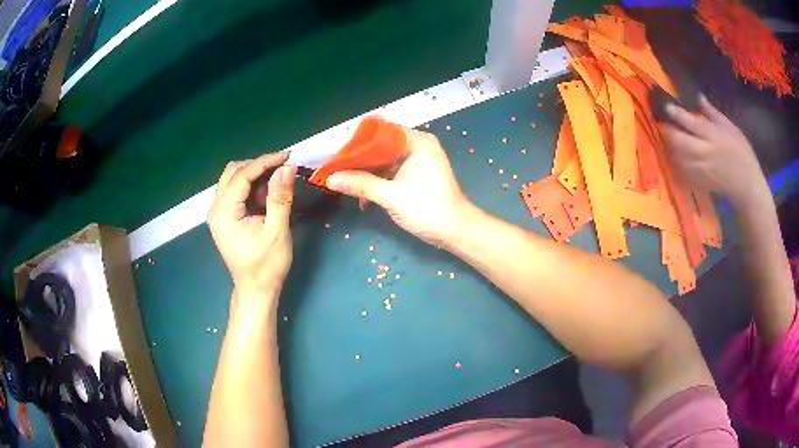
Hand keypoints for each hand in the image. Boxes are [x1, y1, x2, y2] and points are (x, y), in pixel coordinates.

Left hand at [207, 153, 296, 297]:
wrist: (256, 290)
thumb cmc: (266, 266)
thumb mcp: (277, 232)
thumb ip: (280, 198)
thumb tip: (287, 168)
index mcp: (224, 213)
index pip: (242, 175)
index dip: (264, 162)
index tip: (287, 156)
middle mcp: (216, 208)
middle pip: (233, 172)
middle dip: (258, 166)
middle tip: (282, 169)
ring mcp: (218, 213)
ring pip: (234, 179)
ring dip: (256, 177)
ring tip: (277, 187)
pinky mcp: (225, 217)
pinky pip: (236, 192)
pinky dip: (252, 188)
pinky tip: (267, 197)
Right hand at [325, 129, 469, 245]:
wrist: (455, 231)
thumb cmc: (427, 208)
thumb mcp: (391, 195)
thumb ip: (360, 184)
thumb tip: (330, 178)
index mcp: (417, 142)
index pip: (382, 132)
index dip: (359, 142)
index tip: (339, 154)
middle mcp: (418, 146)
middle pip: (381, 147)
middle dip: (360, 160)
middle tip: (337, 170)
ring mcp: (418, 162)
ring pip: (384, 161)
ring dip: (367, 174)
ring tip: (344, 185)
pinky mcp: (416, 176)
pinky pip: (391, 173)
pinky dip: (378, 183)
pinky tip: (363, 198)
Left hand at [663, 95, 767, 207]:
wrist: (746, 186)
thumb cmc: (742, 153)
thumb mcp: (731, 128)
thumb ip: (713, 113)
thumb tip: (698, 97)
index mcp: (712, 136)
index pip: (689, 122)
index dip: (675, 113)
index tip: (667, 106)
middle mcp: (703, 153)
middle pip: (677, 140)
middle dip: (668, 130)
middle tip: (666, 123)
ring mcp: (699, 170)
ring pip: (675, 156)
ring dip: (669, 146)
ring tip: (669, 138)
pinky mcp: (698, 183)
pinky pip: (679, 172)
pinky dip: (674, 162)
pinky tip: (676, 156)